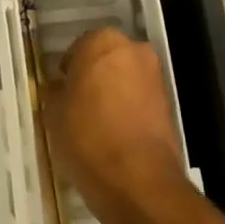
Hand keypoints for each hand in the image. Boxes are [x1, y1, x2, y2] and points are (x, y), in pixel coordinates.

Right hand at [41, 27, 189, 222]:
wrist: (139, 182)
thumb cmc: (87, 137)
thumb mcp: (54, 114)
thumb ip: (56, 93)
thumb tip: (59, 89)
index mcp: (102, 41)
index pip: (78, 48)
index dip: (68, 71)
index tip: (61, 90)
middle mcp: (134, 50)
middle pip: (106, 60)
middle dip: (94, 77)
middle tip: (77, 104)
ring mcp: (156, 78)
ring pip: (126, 79)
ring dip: (113, 94)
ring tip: (96, 124)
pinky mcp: (170, 106)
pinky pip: (140, 101)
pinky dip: (129, 112)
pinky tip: (115, 136)